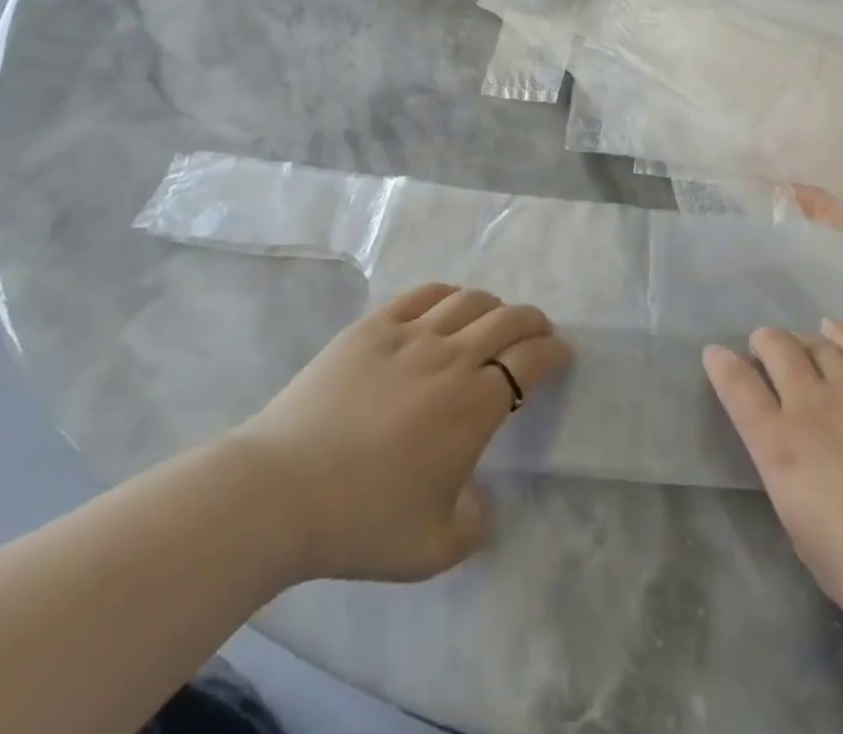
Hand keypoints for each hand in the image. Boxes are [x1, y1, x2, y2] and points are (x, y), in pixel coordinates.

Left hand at [232, 283, 569, 584]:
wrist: (281, 491)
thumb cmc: (363, 521)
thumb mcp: (435, 548)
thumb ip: (475, 523)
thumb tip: (482, 498)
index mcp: (475, 406)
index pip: (531, 360)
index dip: (553, 352)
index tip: (561, 355)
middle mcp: (452, 358)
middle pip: (507, 319)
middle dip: (532, 321)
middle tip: (538, 331)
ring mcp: (410, 335)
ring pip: (468, 300)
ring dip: (493, 305)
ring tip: (494, 318)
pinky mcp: (373, 326)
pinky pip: (423, 295)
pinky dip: (448, 294)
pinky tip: (448, 305)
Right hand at [703, 319, 842, 657]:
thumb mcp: (805, 536)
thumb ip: (789, 481)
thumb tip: (789, 453)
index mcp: (780, 447)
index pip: (737, 388)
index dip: (721, 365)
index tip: (715, 354)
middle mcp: (812, 404)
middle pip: (776, 348)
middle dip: (763, 343)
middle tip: (763, 351)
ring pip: (816, 342)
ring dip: (800, 341)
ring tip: (800, 346)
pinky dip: (839, 334)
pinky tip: (835, 332)